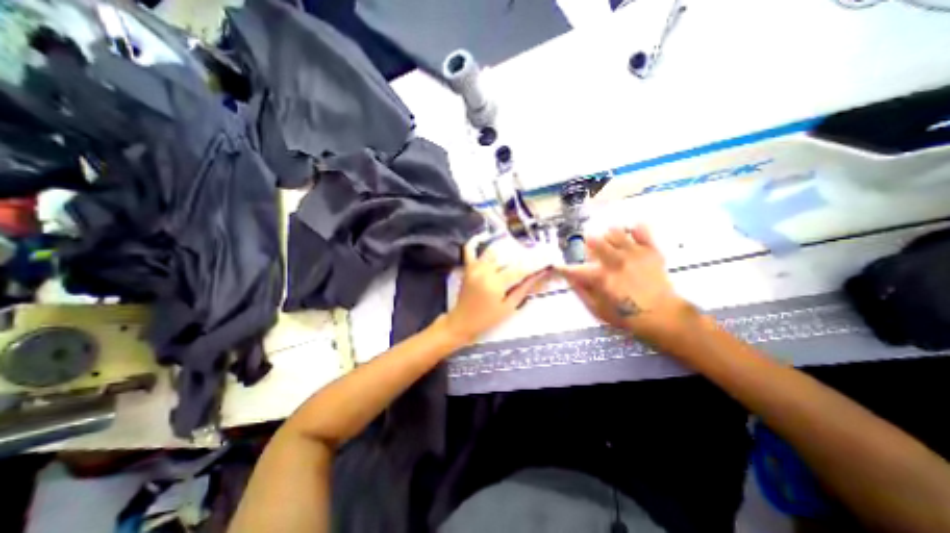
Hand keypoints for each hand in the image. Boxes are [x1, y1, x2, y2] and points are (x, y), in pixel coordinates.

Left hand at [443, 235, 549, 343]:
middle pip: (506, 258)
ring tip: (514, 253)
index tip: (545, 261)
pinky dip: (475, 242)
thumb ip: (522, 290)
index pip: (519, 270)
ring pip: (492, 252)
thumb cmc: (486, 319)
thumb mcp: (508, 308)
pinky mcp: (467, 268)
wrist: (462, 321)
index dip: (534, 265)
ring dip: (504, 251)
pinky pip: (469, 250)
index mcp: (495, 283)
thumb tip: (536, 276)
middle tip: (532, 258)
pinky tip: (483, 237)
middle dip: (521, 257)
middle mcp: (484, 271)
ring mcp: (474, 267)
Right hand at [557, 224, 694, 341]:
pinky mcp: (650, 250)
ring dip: (608, 237)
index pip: (573, 269)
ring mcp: (633, 253)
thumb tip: (570, 279)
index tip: (557, 266)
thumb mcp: (598, 309)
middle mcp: (614, 261)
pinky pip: (641, 230)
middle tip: (591, 250)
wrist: (663, 316)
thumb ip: (582, 292)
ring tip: (611, 244)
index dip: (562, 267)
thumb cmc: (627, 315)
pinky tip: (631, 235)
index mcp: (600, 277)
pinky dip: (634, 229)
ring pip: (614, 231)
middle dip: (587, 243)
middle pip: (593, 240)